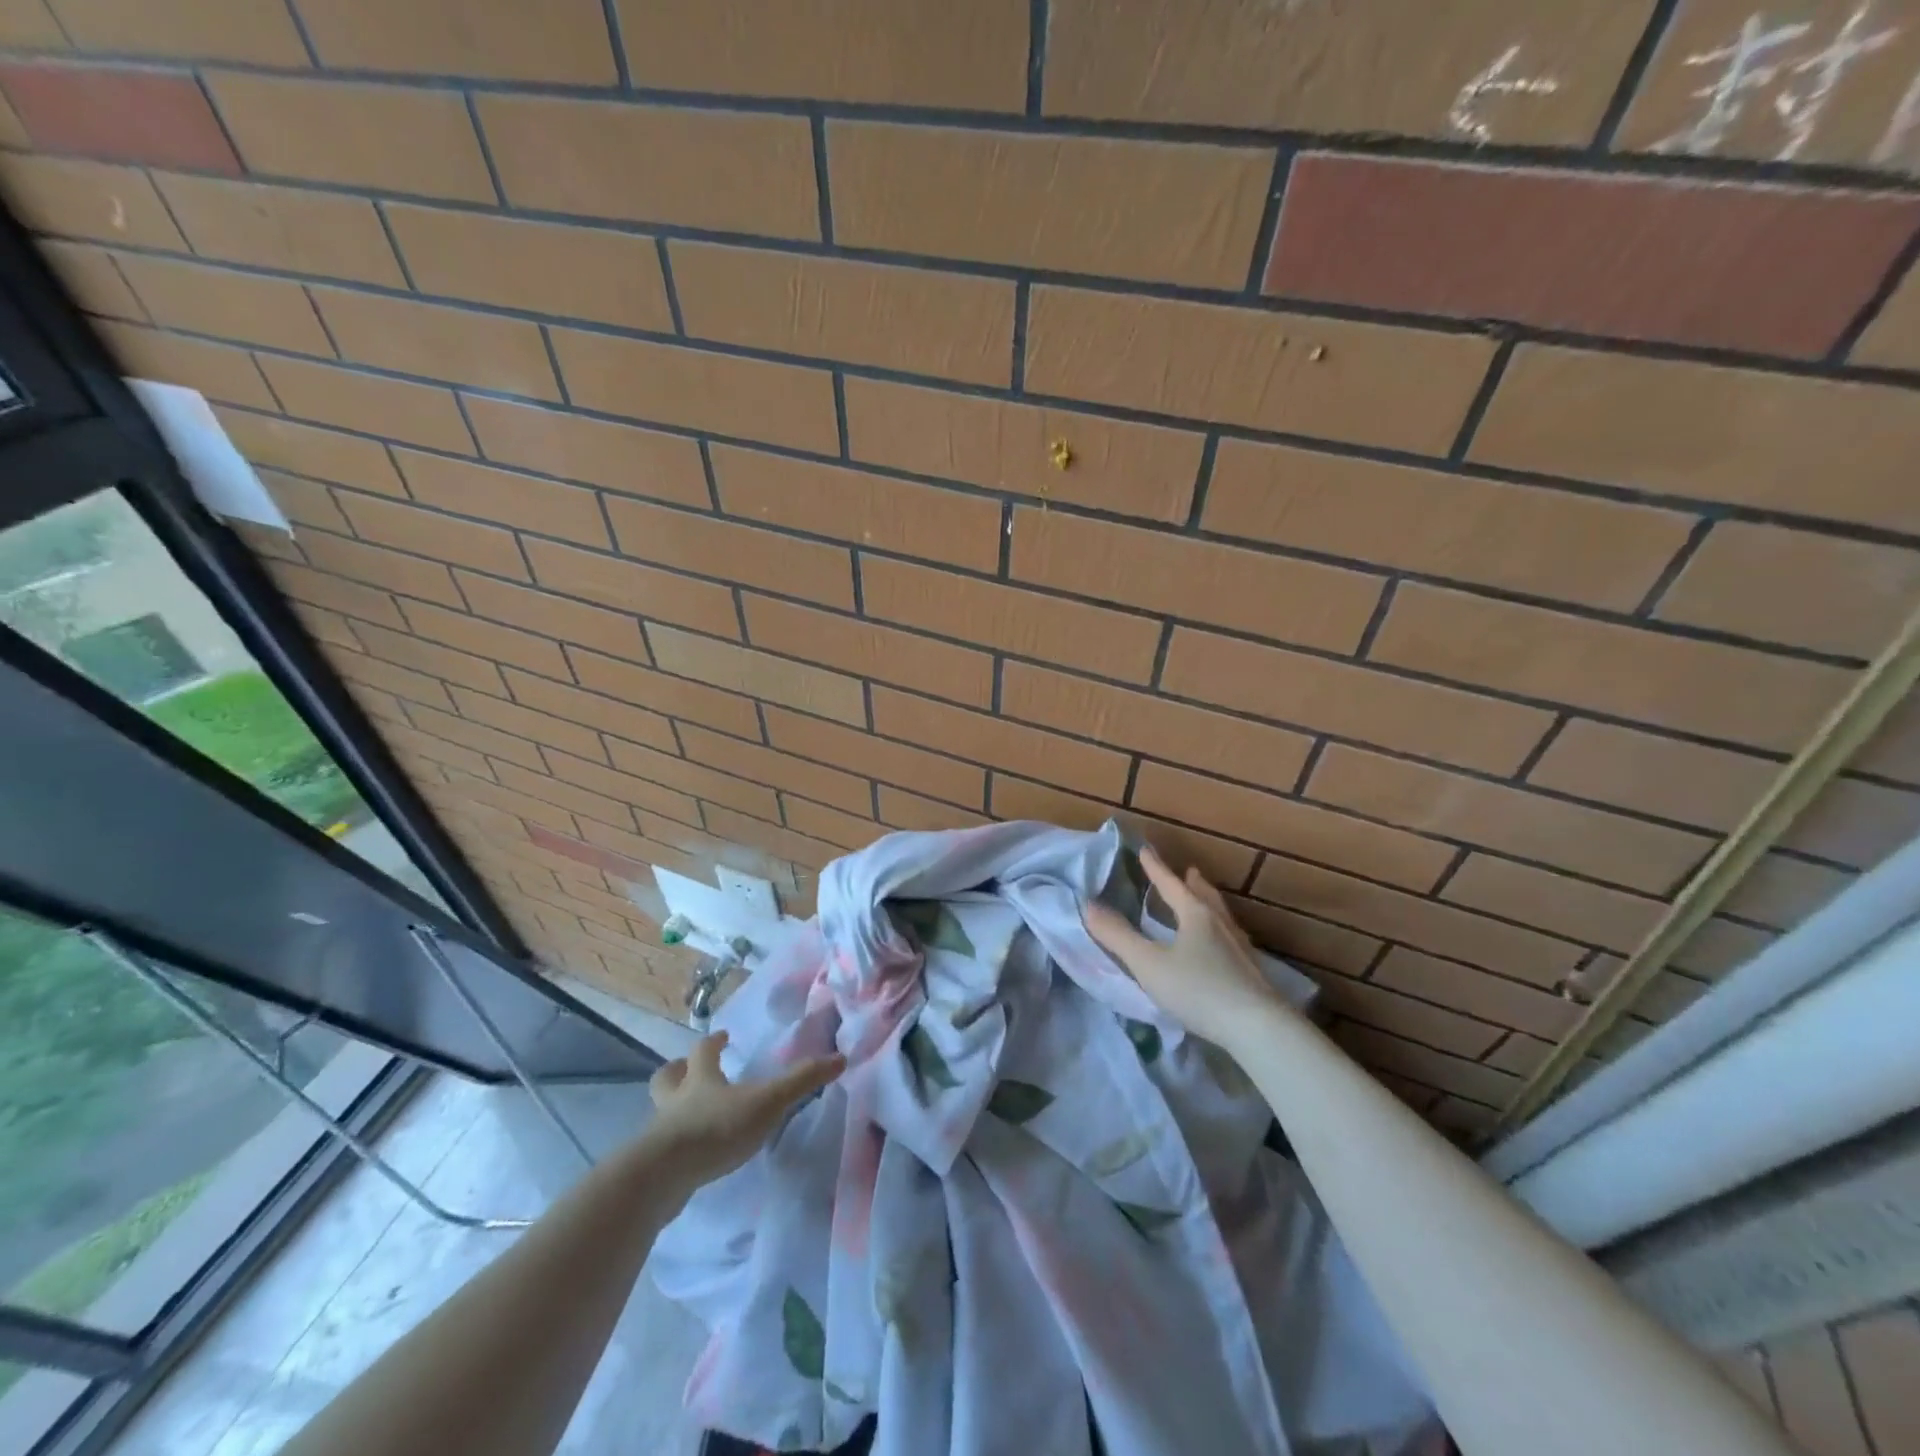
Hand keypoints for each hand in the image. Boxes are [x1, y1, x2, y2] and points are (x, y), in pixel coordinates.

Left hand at [646, 1032, 844, 1188]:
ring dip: (673, 1108)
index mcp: (700, 1079)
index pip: (703, 1050)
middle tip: (687, 1069)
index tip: (724, 1036)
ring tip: (689, 1115)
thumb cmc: (716, 1129)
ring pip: (661, 1112)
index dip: (713, 1042)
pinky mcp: (654, 1166)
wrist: (663, 1178)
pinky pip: (662, 1148)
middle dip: (678, 1071)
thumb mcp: (767, 1102)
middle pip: (667, 1077)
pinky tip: (689, 1157)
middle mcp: (675, 1100)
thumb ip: (802, 1082)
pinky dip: (674, 1146)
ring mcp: (660, 1134)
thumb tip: (841, 1058)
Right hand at [1083, 845, 1288, 1052]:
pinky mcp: (1250, 971)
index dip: (1155, 868)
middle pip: (1203, 895)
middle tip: (1188, 872)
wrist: (1258, 1028)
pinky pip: (1228, 938)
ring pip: (1220, 916)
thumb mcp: (1149, 964)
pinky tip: (1218, 947)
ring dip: (1207, 904)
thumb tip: (1087, 905)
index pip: (1171, 884)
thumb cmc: (1199, 989)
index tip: (1145, 850)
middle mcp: (1220, 923)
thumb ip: (1118, 936)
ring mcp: (1239, 947)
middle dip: (1191, 883)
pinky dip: (1217, 930)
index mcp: (1195, 914)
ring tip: (1202, 902)